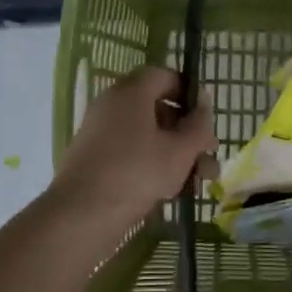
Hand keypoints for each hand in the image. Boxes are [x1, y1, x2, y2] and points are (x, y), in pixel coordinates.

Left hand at [49, 65, 217, 229]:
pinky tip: (177, 191)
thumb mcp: (180, 150)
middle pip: (158, 110)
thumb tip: (204, 105)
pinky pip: (133, 154)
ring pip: (149, 137)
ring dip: (178, 155)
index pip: (164, 76)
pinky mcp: (97, 161)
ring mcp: (102, 135)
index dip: (189, 92)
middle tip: (209, 153)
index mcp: (130, 93)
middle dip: (189, 133)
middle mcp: (112, 107)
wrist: (83, 214)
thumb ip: (199, 125)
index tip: (207, 116)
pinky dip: (155, 166)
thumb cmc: (137, 173)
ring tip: (201, 181)